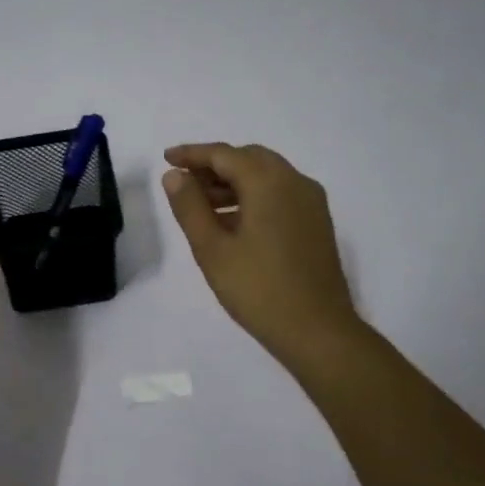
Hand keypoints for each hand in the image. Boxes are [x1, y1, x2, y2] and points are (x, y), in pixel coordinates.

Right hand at [162, 143, 362, 368]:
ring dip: (233, 183)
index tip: (167, 158)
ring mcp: (311, 202)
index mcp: (269, 182)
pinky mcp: (317, 223)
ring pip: (266, 176)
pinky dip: (253, 197)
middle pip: (249, 159)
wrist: (317, 331)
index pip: (224, 154)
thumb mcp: (212, 249)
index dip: (193, 154)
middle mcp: (295, 182)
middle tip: (183, 182)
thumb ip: (190, 207)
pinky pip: (280, 194)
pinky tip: (232, 222)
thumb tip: (175, 175)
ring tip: (201, 205)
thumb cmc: (258, 290)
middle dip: (214, 166)